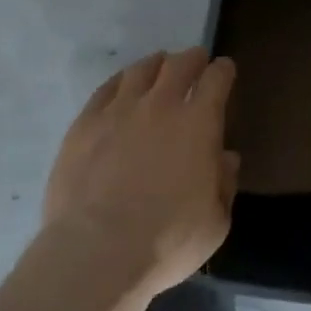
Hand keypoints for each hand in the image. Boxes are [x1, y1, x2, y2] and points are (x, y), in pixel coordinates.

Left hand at [43, 48, 240, 296]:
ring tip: (159, 67)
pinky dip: (120, 81)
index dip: (223, 70)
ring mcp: (119, 111)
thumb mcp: (215, 223)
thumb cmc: (167, 241)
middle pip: (180, 64)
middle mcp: (161, 105)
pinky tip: (122, 86)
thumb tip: (226, 158)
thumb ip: (224, 184)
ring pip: (141, 70)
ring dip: (156, 64)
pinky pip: (106, 89)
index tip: (225, 70)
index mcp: (199, 124)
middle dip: (192, 58)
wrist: (96, 252)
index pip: (216, 79)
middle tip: (196, 60)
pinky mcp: (84, 124)